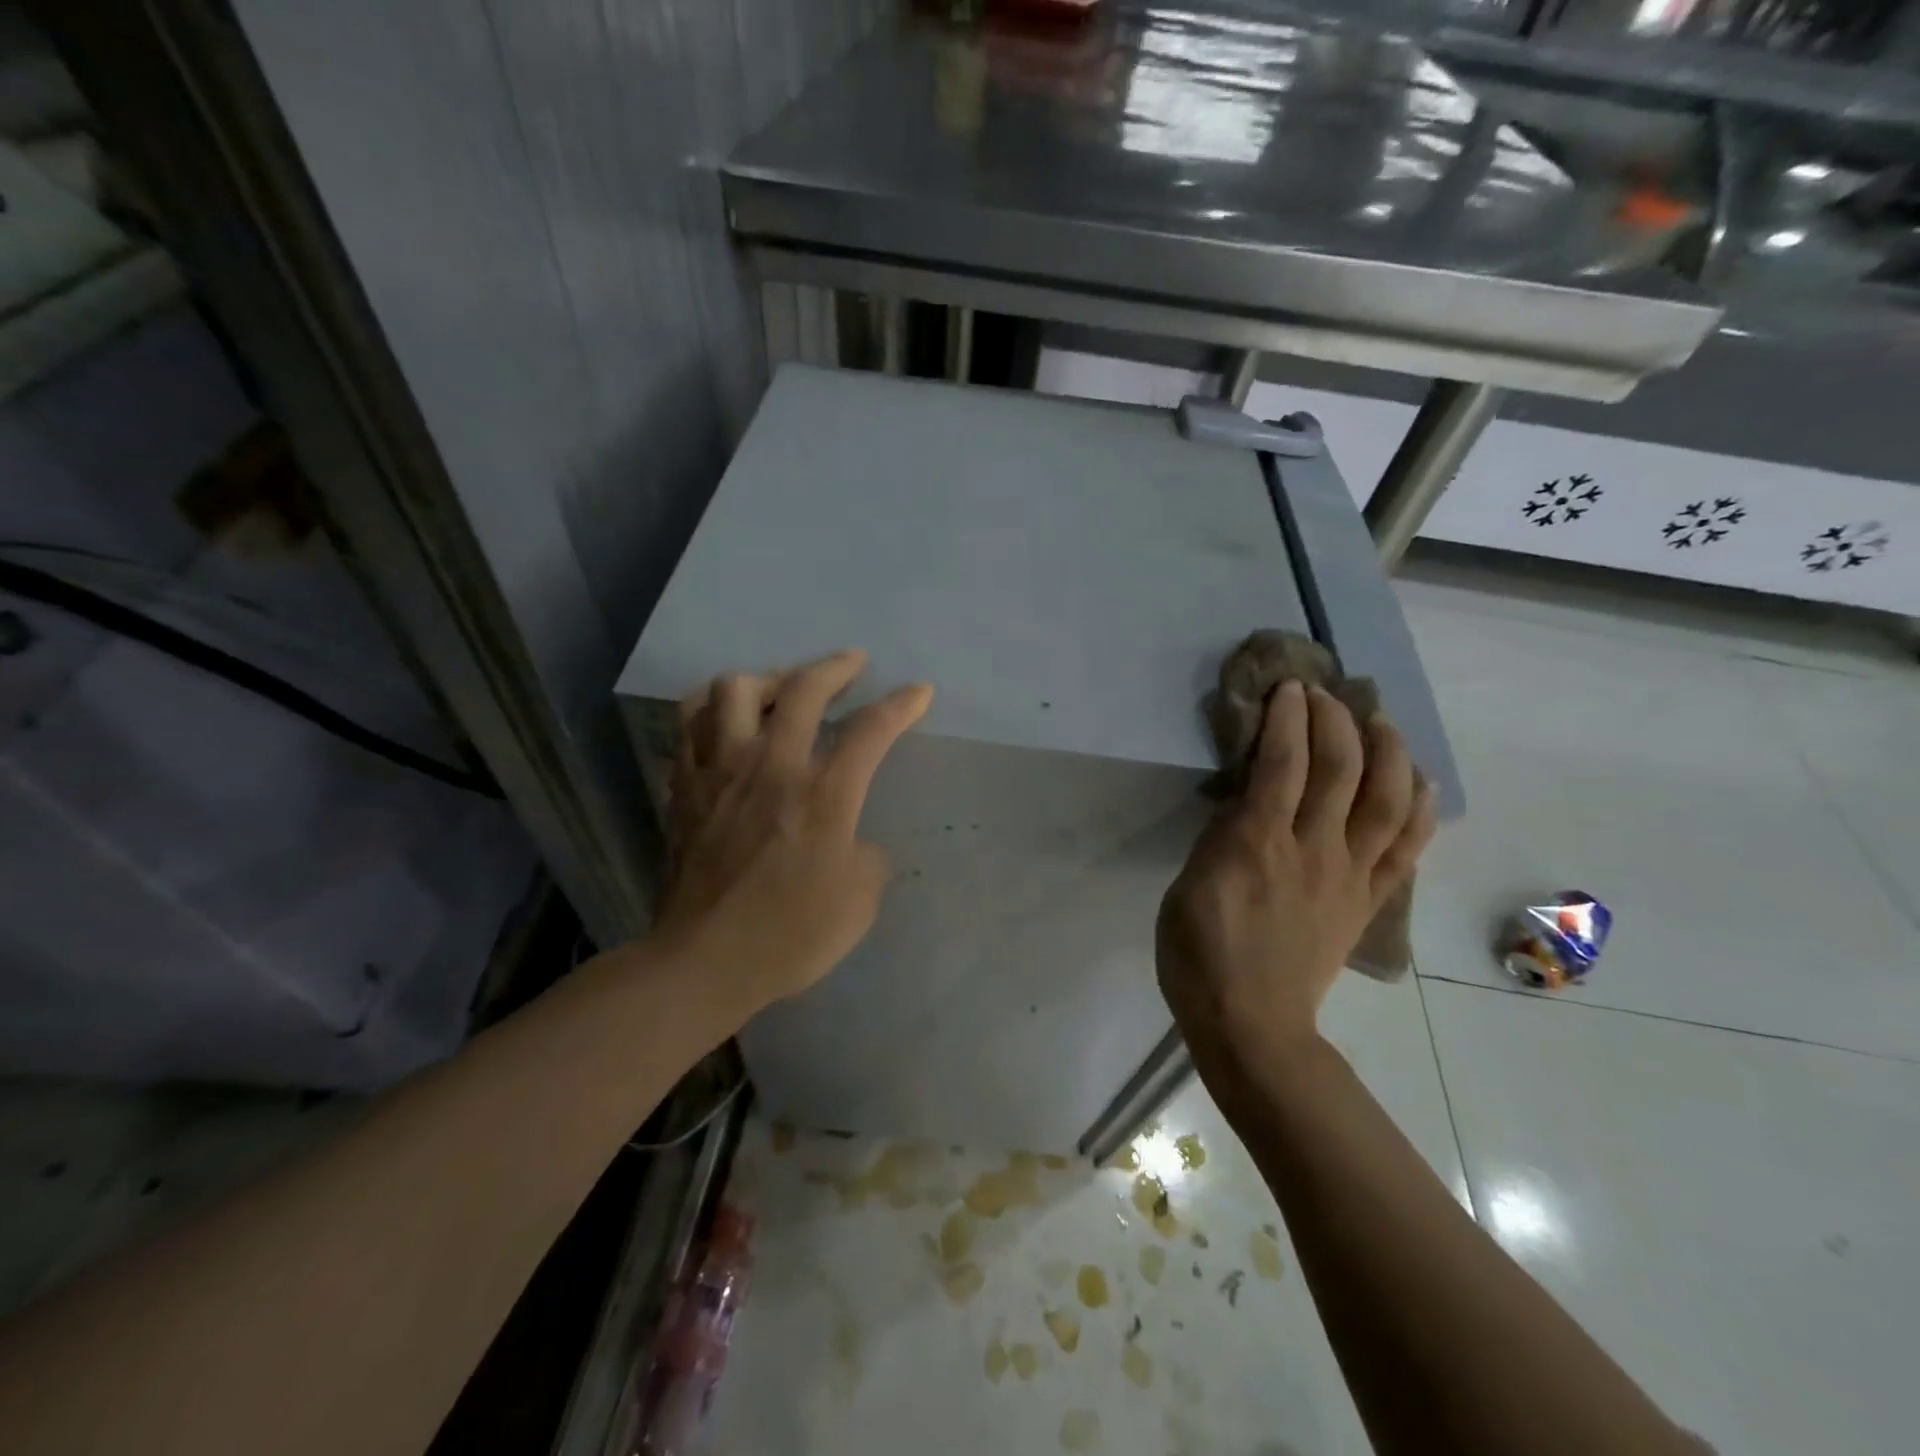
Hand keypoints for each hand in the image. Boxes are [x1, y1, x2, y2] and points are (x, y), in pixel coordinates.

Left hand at [654, 650, 932, 1015]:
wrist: (704, 961)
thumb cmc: (790, 935)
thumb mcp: (861, 902)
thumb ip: (867, 855)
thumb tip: (852, 838)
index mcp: (823, 794)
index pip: (870, 730)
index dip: (901, 704)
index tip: (919, 691)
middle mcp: (771, 766)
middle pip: (802, 688)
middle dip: (836, 667)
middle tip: (853, 664)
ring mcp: (721, 771)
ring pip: (733, 690)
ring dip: (765, 679)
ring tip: (780, 689)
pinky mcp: (686, 786)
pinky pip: (691, 723)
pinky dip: (714, 709)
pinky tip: (728, 720)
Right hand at [1158, 680, 1435, 1070]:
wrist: (1252, 1024)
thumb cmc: (1199, 954)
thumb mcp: (1187, 885)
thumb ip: (1220, 836)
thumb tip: (1247, 799)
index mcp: (1257, 844)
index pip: (1282, 762)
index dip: (1290, 717)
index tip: (1290, 687)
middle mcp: (1313, 849)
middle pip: (1340, 768)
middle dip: (1337, 718)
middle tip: (1328, 693)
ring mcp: (1350, 875)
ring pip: (1387, 800)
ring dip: (1387, 751)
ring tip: (1379, 721)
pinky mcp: (1369, 900)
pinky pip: (1408, 848)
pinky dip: (1420, 807)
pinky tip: (1418, 779)